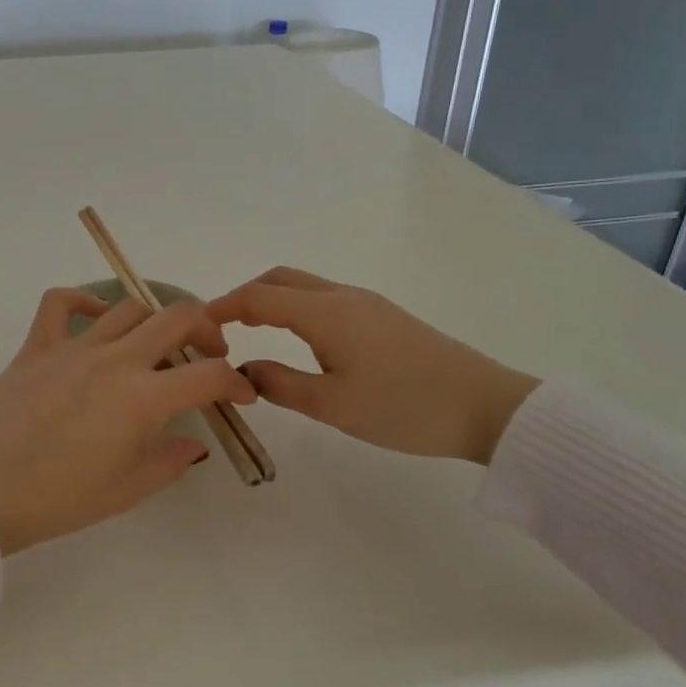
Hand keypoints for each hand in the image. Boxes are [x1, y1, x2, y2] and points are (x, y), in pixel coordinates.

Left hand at [0, 289, 257, 555]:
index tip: (240, 393)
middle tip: (209, 353)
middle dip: (206, 329)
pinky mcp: (35, 347)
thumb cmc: (59, 500)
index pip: (209, 375)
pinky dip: (84, 301)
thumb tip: (194, 443)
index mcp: (143, 400)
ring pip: (128, 307)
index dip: (235, 382)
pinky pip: (59, 304)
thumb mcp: (127, 491)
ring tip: (155, 344)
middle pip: (176, 318)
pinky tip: (97, 321)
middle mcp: (114, 361)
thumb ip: (170, 461)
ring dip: (154, 320)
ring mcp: (72, 348)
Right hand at [206, 268, 538, 464]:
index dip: (222, 307)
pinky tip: (299, 339)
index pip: (258, 297)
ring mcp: (366, 303)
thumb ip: (280, 384)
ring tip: (252, 333)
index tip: (198, 327)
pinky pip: (324, 298)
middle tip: (223, 328)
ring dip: (271, 300)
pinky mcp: (383, 316)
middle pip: (279, 279)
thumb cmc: (404, 407)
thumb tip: (243, 371)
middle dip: (244, 296)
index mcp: (324, 313)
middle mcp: (341, 296)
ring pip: (304, 286)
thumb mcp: (333, 406)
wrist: (487, 406)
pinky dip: (296, 307)